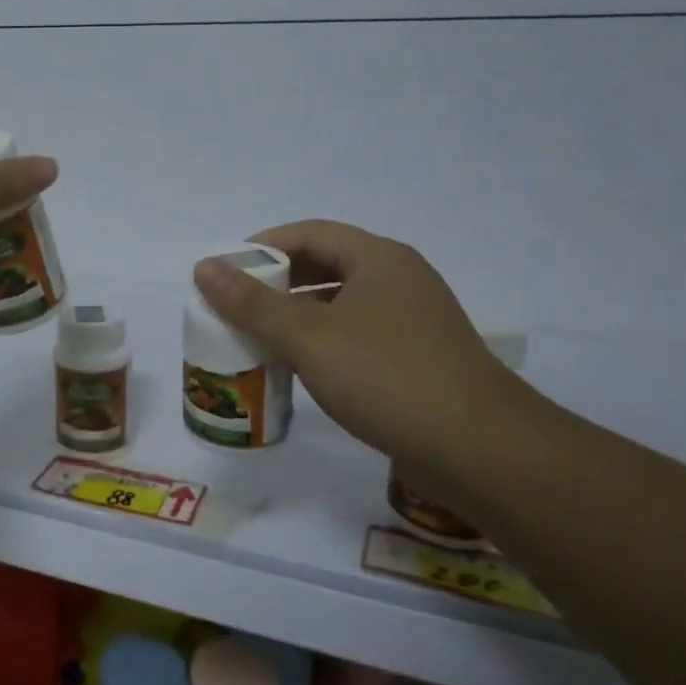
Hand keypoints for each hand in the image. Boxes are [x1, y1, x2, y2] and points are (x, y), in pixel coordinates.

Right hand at [193, 221, 522, 467]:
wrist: (482, 451)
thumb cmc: (388, 378)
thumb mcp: (309, 337)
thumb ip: (252, 303)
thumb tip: (203, 267)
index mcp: (378, 258)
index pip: (309, 233)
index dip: (262, 246)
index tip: (224, 271)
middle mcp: (399, 279)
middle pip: (325, 265)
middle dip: (277, 282)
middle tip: (235, 305)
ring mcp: (413, 320)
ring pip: (341, 303)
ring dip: (297, 314)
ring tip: (259, 337)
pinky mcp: (419, 357)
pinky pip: (357, 334)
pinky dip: (322, 341)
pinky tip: (302, 367)